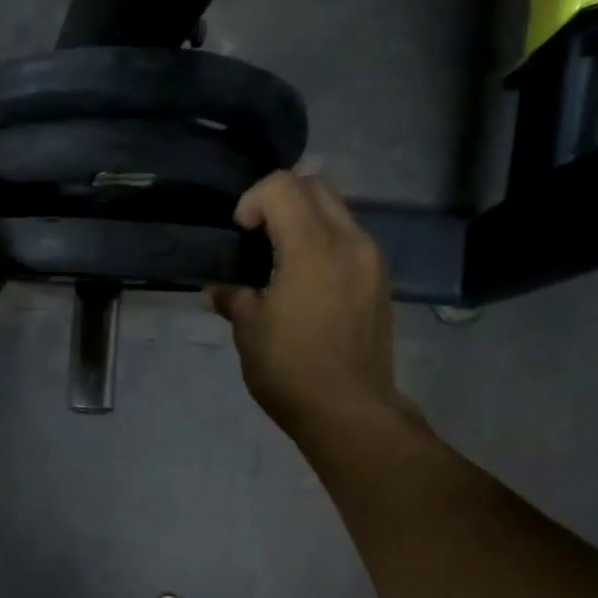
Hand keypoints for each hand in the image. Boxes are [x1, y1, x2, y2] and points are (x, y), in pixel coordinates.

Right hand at [208, 172, 413, 434]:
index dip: (252, 200)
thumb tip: (217, 290)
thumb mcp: (249, 331)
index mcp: (313, 248)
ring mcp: (371, 260)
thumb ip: (233, 298)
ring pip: (337, 212)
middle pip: (315, 187)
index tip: (239, 234)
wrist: (349, 410)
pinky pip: (349, 240)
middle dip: (279, 200)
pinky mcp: (379, 281)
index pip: (282, 187)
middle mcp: (350, 242)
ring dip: (304, 221)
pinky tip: (305, 282)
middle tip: (256, 238)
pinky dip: (323, 243)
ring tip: (279, 261)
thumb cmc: (290, 369)